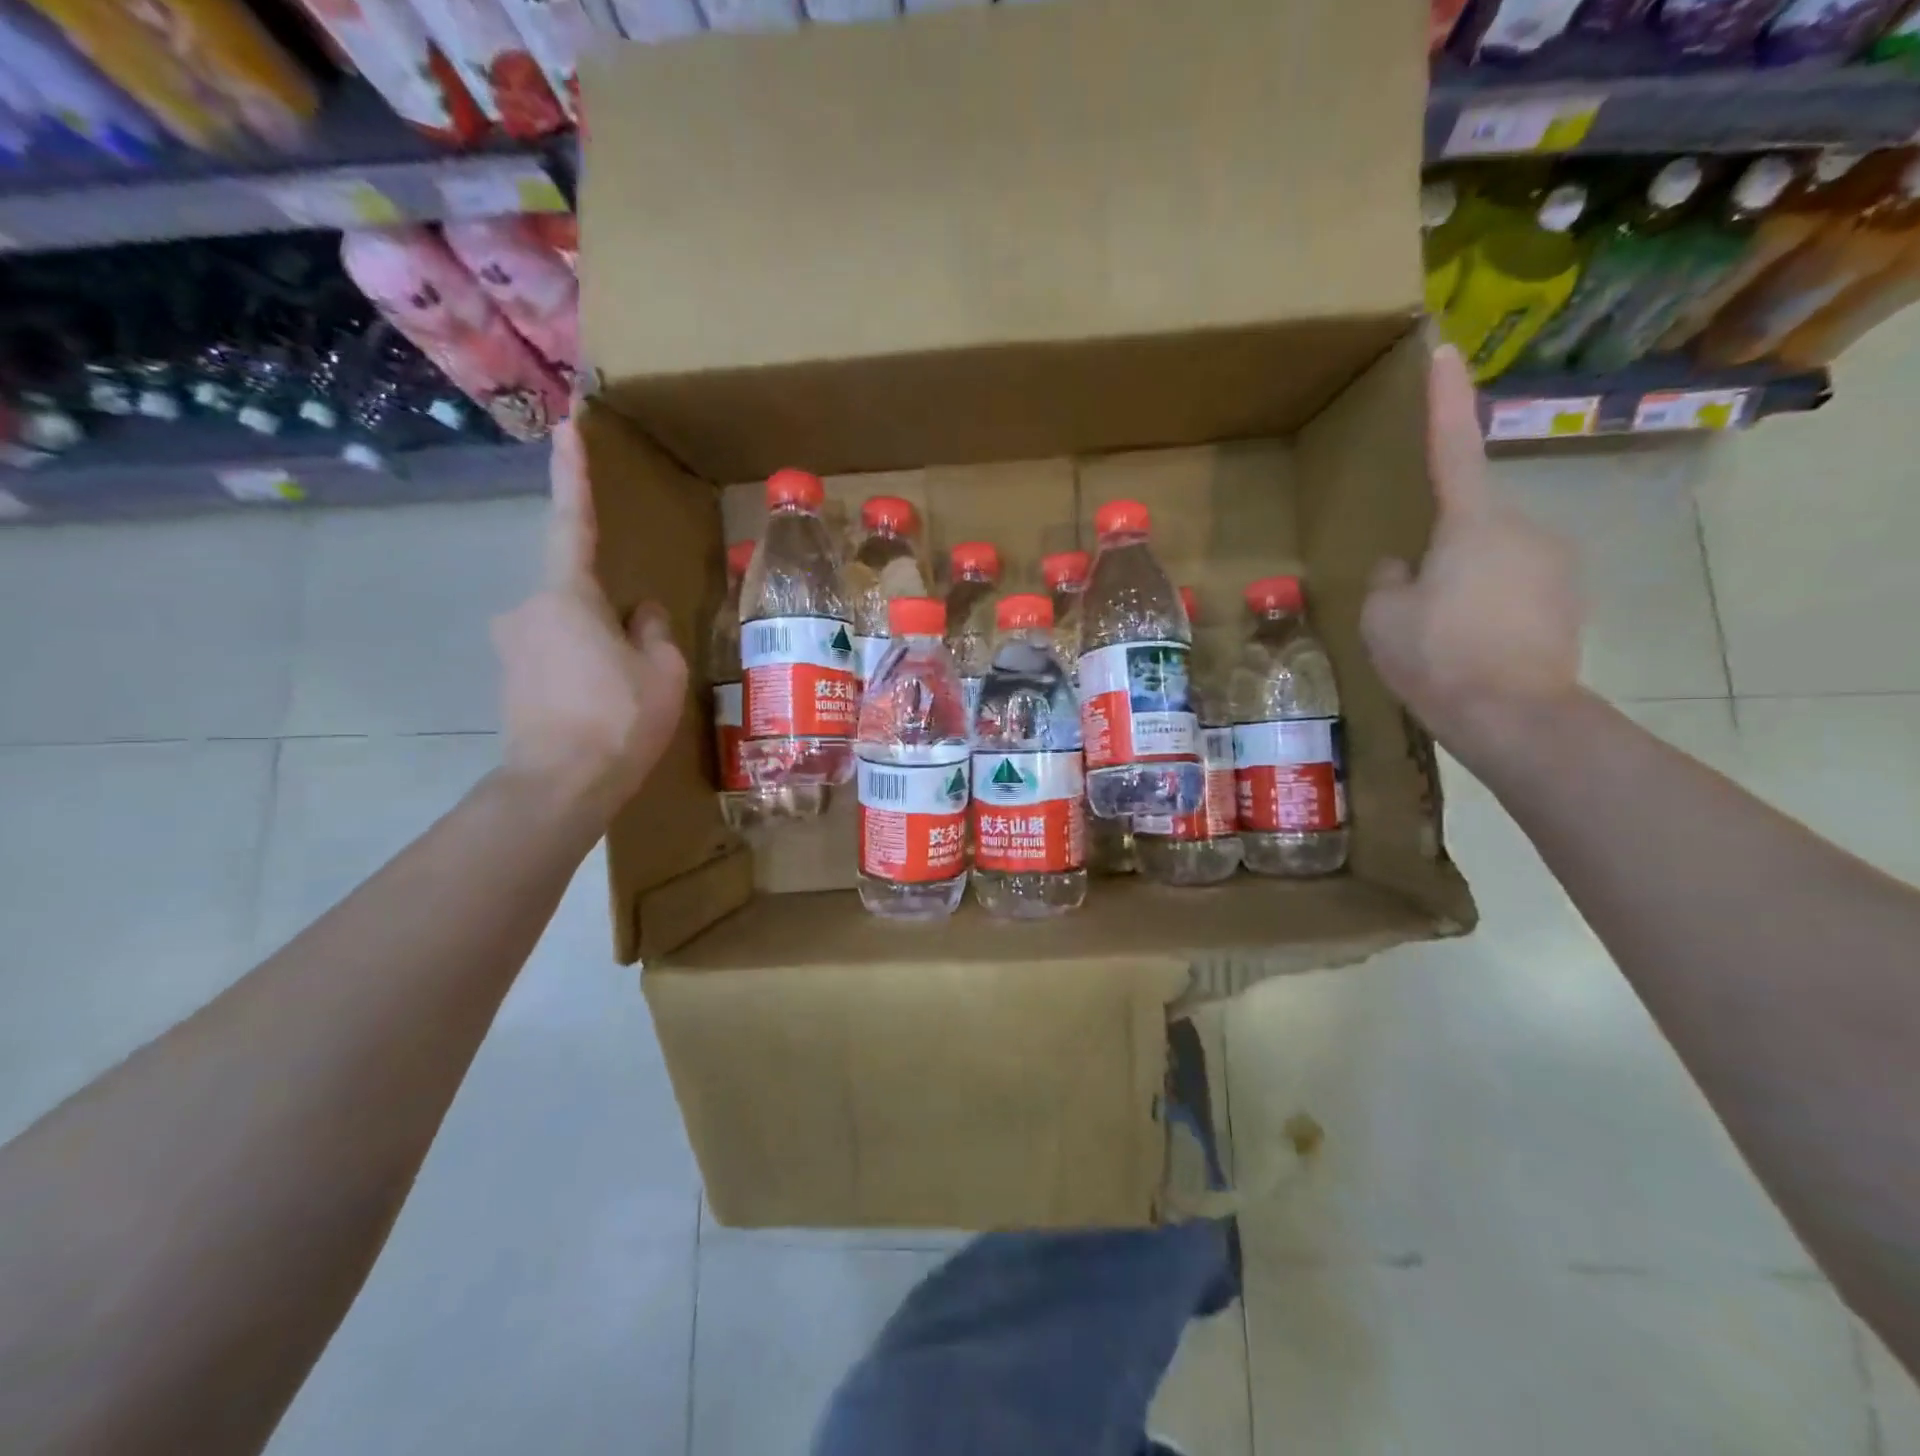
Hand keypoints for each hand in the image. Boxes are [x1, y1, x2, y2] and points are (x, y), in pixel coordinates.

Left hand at [492, 419, 686, 819]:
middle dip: (611, 617)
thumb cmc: (618, 719)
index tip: (565, 427)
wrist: (558, 786)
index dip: (573, 474)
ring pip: (569, 630)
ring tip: (625, 696)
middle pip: (579, 594)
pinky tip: (601, 708)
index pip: (574, 523)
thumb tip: (638, 614)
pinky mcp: (508, 679)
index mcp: (567, 596)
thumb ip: (652, 631)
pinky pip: (555, 657)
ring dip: (599, 649)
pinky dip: (582, 671)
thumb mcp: (662, 672)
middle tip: (642, 663)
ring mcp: (512, 646)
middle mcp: (527, 609)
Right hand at [1360, 345, 1583, 754]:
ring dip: (1464, 584)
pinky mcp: (1570, 600)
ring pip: (1491, 559)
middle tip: (1414, 607)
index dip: (1445, 400)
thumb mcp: (1382, 616)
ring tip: (1443, 637)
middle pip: (1467, 523)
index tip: (1444, 351)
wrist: (1515, 716)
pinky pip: (1515, 588)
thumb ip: (1388, 577)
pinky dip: (1490, 608)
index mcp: (1472, 522)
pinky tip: (1474, 647)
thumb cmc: (1437, 656)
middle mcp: (1524, 528)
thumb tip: (1405, 565)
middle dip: (1439, 552)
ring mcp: (1555, 564)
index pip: (1453, 448)